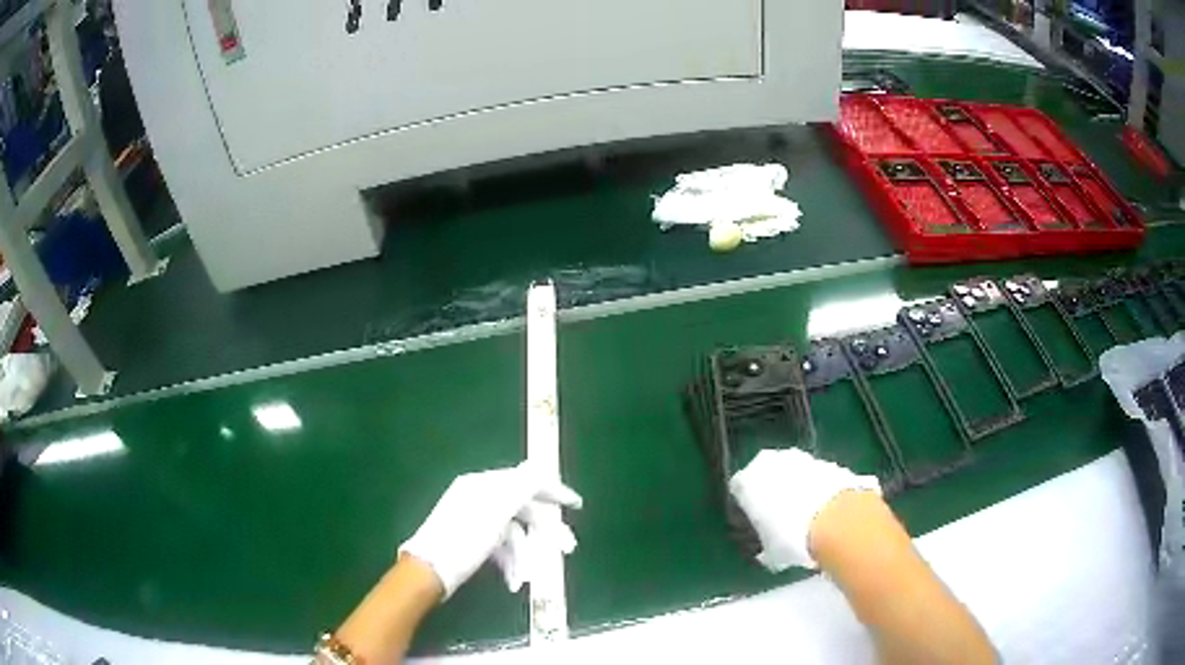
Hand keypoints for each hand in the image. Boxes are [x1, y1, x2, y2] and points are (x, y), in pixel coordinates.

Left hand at [399, 462, 582, 598]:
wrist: (428, 571)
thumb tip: (539, 465)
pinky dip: (509, 562)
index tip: (577, 505)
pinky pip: (499, 546)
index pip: (526, 481)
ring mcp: (473, 520)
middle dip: (544, 533)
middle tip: (567, 549)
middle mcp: (479, 497)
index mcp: (484, 485)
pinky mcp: (470, 540)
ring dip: (523, 556)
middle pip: (522, 511)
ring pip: (512, 534)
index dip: (553, 492)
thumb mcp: (496, 512)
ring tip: (524, 578)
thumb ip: (520, 486)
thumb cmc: (463, 540)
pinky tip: (511, 580)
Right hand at [729, 448, 879, 571]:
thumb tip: (768, 554)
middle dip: (773, 495)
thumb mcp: (770, 553)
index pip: (738, 490)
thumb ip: (764, 548)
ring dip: (798, 491)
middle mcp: (771, 462)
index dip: (747, 509)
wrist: (837, 521)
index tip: (755, 526)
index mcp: (746, 481)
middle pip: (767, 476)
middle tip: (781, 523)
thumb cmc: (791, 538)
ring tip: (806, 521)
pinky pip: (818, 477)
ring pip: (794, 474)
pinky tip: (825, 514)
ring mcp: (803, 458)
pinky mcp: (830, 462)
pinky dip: (819, 491)